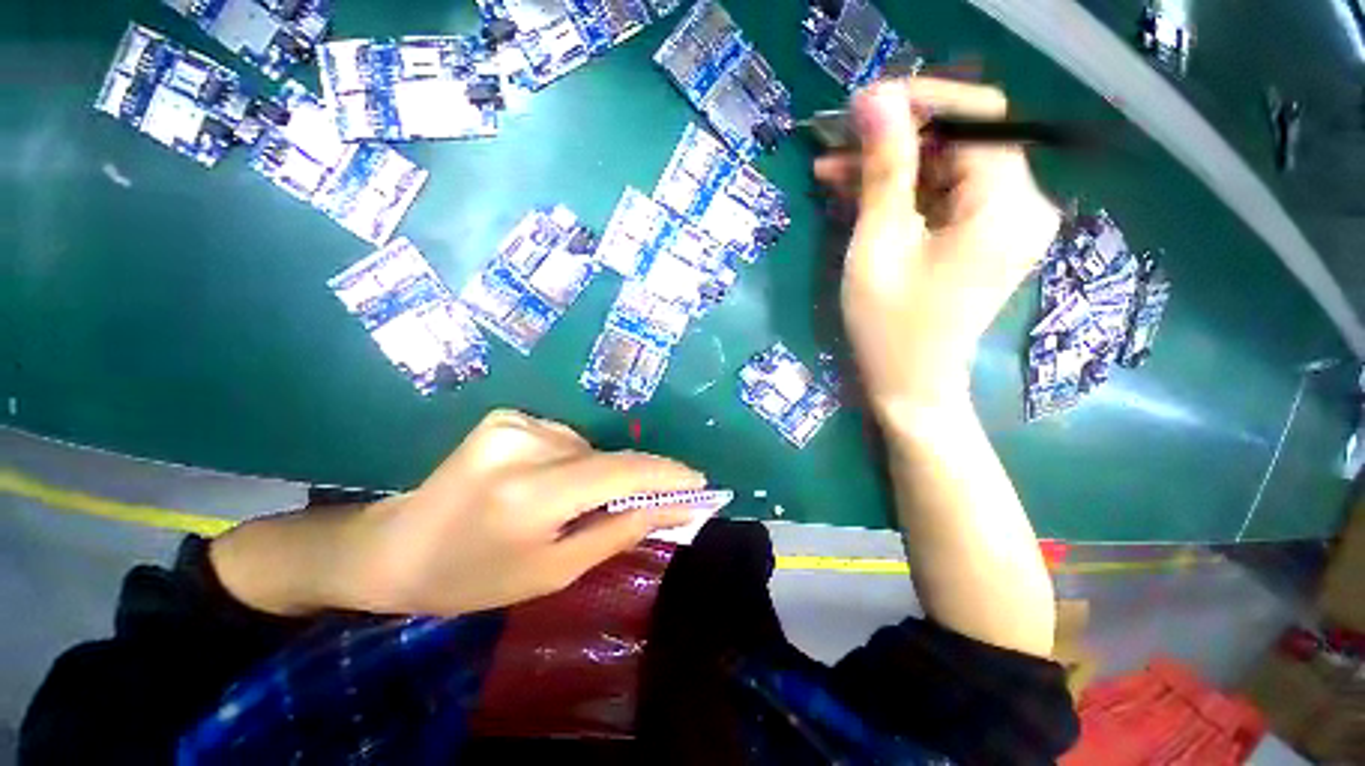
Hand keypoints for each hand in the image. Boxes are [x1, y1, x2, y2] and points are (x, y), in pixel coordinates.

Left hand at [211, 410, 704, 616]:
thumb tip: (675, 508)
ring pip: (588, 447)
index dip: (666, 475)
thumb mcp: (554, 570)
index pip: (620, 473)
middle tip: (646, 505)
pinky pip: (565, 438)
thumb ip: (620, 530)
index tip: (700, 482)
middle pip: (607, 458)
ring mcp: (513, 422)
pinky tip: (547, 484)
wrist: (396, 547)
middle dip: (634, 480)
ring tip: (571, 505)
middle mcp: (524, 444)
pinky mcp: (507, 416)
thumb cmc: (474, 576)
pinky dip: (572, 461)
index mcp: (530, 493)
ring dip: (596, 474)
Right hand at [815, 78, 1059, 413]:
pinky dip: (903, 194)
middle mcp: (1021, 205)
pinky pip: (943, 199)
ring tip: (831, 170)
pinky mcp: (982, 239)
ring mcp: (1003, 224)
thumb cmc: (888, 324)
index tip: (863, 107)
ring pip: (945, 170)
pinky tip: (857, 194)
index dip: (920, 101)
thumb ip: (884, 168)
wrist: (910, 385)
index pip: (977, 116)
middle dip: (897, 138)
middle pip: (960, 143)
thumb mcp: (879, 243)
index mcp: (1006, 205)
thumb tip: (875, 98)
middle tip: (837, 142)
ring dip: (891, 167)